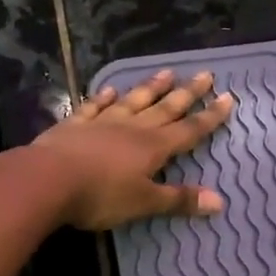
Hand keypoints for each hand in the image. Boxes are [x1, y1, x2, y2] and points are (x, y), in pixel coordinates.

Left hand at [29, 69, 234, 229]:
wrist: (48, 179)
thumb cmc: (101, 195)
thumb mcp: (144, 203)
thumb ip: (179, 200)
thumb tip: (220, 201)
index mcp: (153, 147)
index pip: (189, 130)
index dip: (209, 117)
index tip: (228, 98)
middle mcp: (132, 128)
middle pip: (165, 108)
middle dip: (187, 93)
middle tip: (205, 73)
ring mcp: (102, 122)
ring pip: (133, 101)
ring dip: (151, 87)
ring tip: (166, 72)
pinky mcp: (75, 125)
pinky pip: (94, 107)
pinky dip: (104, 98)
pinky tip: (110, 90)